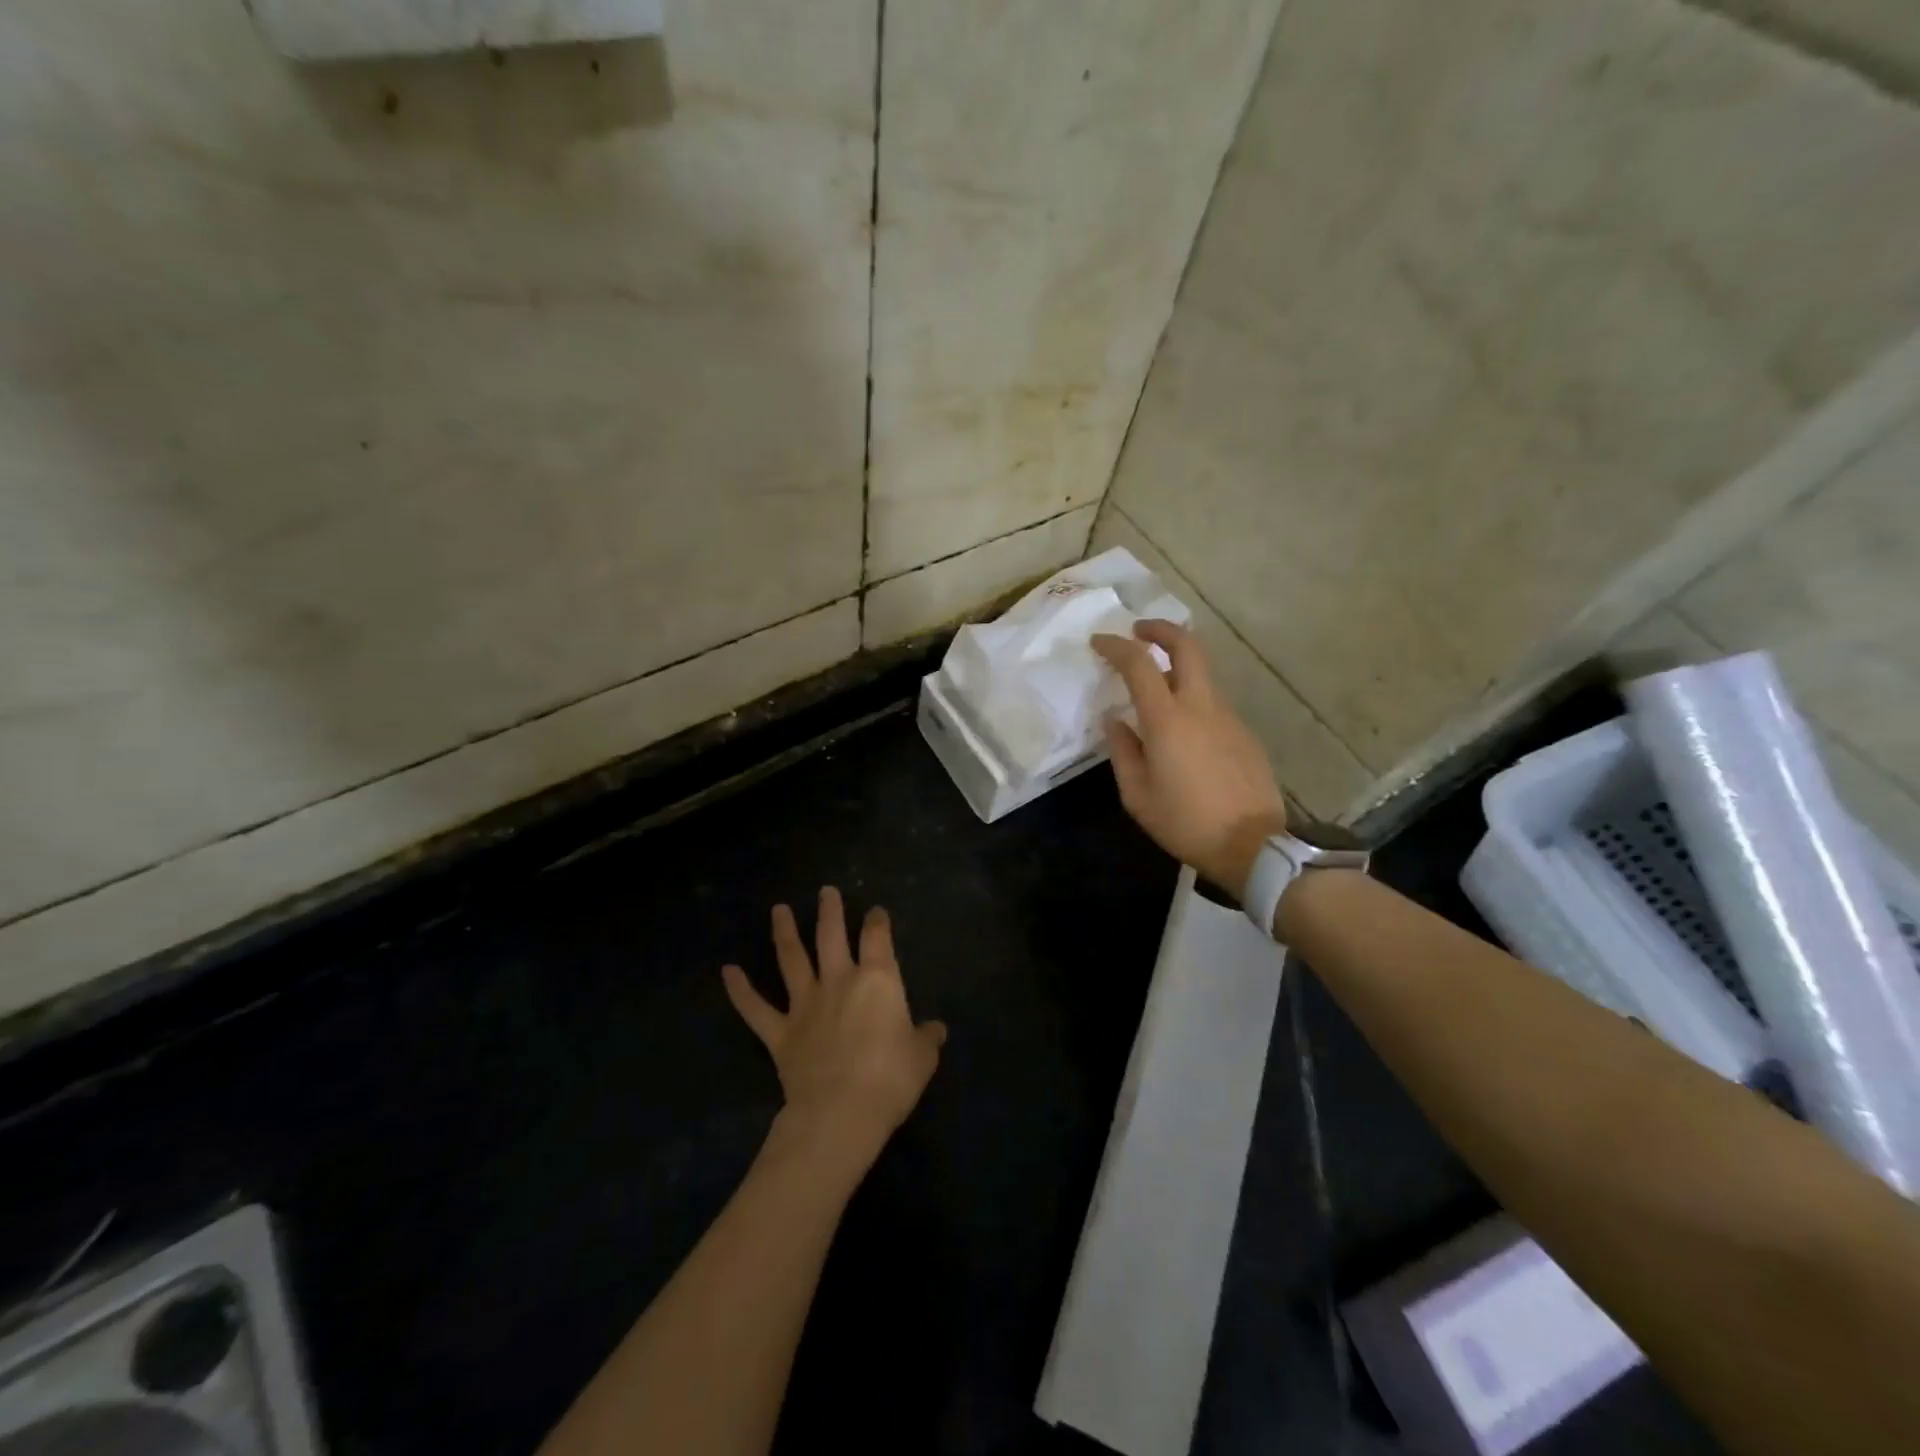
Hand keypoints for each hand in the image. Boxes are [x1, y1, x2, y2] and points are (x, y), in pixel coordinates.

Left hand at [722, 888, 946, 1164]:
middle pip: (831, 936)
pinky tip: (728, 971)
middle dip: (829, 911)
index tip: (876, 912)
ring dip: (783, 932)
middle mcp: (839, 981)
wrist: (841, 1111)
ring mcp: (805, 1005)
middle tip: (825, 891)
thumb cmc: (891, 1079)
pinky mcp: (780, 1033)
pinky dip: (740, 990)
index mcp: (878, 981)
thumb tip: (936, 1029)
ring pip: (791, 959)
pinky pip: (756, 1008)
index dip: (877, 922)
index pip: (878, 938)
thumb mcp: (922, 1058)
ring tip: (778, 909)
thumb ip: (927, 1038)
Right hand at [1091, 620, 1288, 894]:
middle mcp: (1201, 706)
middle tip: (1139, 632)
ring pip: (1202, 674)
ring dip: (1177, 666)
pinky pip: (1212, 703)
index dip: (1116, 646)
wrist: (1254, 845)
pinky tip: (1181, 729)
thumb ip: (1123, 751)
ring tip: (1154, 687)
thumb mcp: (1137, 795)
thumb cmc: (1186, 822)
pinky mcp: (1244, 732)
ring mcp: (1228, 717)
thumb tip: (1115, 720)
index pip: (1139, 664)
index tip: (1099, 642)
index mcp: (1168, 720)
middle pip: (1188, 646)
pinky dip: (1191, 698)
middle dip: (1161, 630)